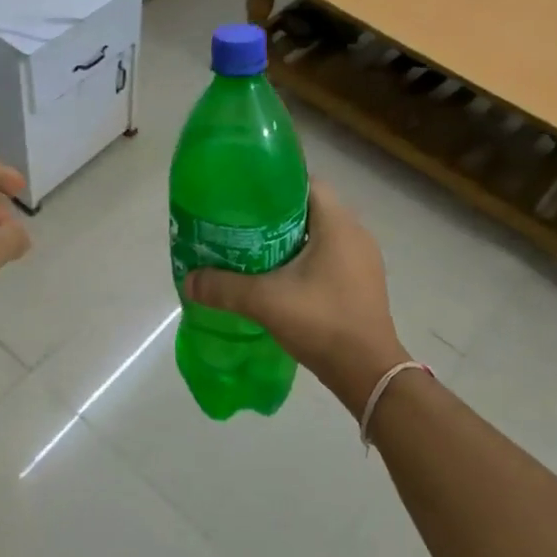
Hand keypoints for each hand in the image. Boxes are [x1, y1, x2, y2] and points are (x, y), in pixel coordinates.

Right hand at [184, 180, 405, 413]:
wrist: (368, 373)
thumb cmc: (322, 322)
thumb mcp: (266, 301)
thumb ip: (224, 287)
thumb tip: (188, 281)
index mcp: (338, 224)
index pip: (306, 183)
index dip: (274, 184)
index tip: (245, 197)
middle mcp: (355, 234)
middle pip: (310, 208)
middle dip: (275, 215)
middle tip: (240, 225)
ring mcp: (362, 260)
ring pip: (319, 235)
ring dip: (289, 239)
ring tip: (252, 250)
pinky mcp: (361, 283)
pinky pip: (328, 257)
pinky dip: (304, 260)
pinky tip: (278, 278)